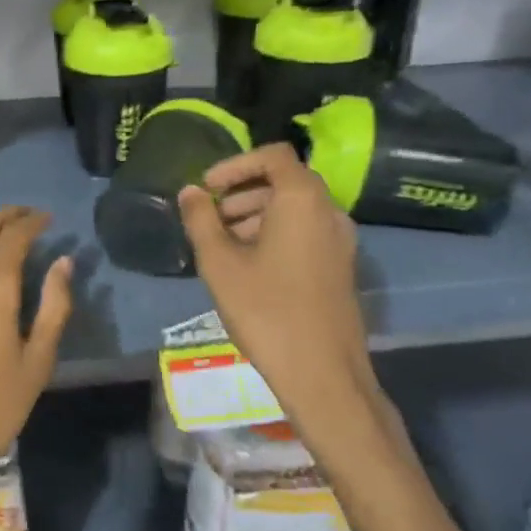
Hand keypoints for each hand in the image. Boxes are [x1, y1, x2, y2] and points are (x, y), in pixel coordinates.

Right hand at [178, 145, 389, 456]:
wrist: (323, 374)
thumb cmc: (266, 311)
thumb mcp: (220, 263)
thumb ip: (201, 219)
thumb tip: (190, 191)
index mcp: (303, 200)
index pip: (273, 155)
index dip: (235, 163)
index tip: (207, 187)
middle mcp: (329, 211)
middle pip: (284, 181)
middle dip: (242, 192)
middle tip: (209, 217)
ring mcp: (341, 240)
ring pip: (295, 209)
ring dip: (256, 214)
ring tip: (222, 244)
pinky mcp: (341, 266)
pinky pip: (306, 232)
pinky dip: (275, 234)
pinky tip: (248, 266)